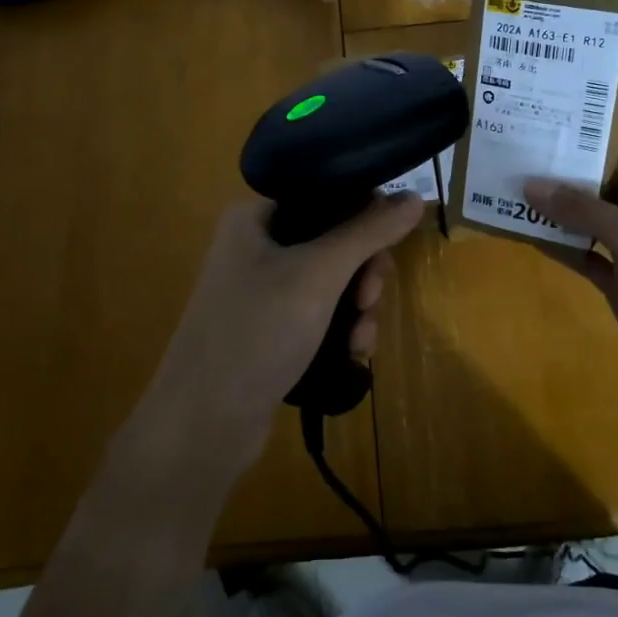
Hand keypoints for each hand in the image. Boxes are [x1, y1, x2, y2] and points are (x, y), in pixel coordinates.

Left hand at [137, 193, 424, 478]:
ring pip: (334, 279)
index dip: (364, 213)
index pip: (325, 191)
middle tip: (370, 299)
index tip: (385, 246)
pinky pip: (321, 311)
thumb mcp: (318, 274)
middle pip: (335, 238)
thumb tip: (414, 196)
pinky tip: (353, 353)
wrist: (203, 424)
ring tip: (361, 339)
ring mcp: (263, 289)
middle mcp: (257, 244)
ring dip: (359, 306)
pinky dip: (342, 327)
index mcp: (255, 216)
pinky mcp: (271, 327)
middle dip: (364, 271)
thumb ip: (368, 231)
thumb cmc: (256, 332)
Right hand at [524, 150, 617, 411]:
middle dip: (571, 176)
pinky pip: (583, 258)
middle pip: (606, 188)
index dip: (600, 145)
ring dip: (559, 212)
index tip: (557, 137)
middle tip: (525, 162)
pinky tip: (530, 238)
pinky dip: (560, 247)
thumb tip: (530, 185)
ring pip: (590, 224)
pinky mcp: (617, 287)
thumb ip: (584, 209)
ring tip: (517, 195)